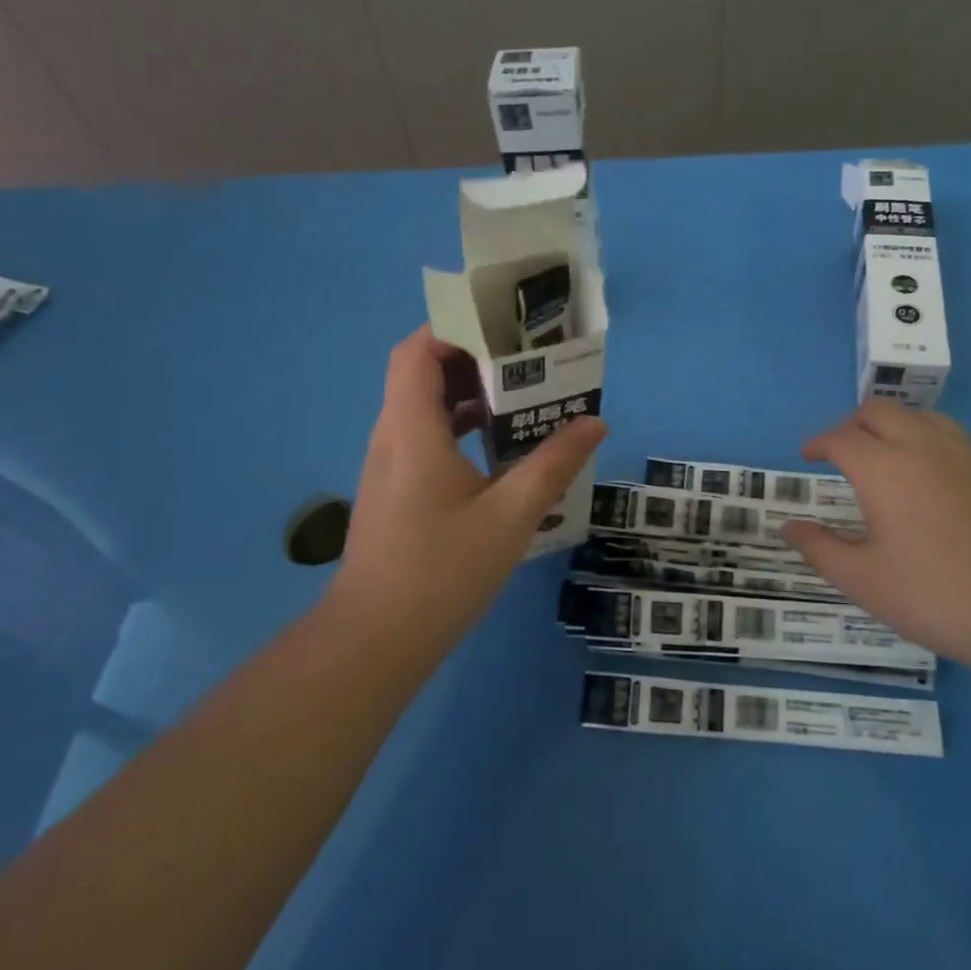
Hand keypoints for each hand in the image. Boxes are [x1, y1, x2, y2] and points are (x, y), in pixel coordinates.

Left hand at [332, 327, 606, 641]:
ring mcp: (391, 465)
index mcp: (412, 430)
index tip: (503, 330)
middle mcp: (393, 436)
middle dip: (473, 358)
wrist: (376, 640)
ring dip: (469, 395)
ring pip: (425, 407)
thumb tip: (595, 422)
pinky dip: (461, 427)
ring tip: (523, 396)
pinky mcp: (396, 490)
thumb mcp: (510, 515)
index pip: (417, 351)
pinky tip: (500, 448)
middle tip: (526, 359)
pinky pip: (427, 437)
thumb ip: (553, 464)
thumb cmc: (441, 571)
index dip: (453, 328)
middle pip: (423, 373)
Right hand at [781, 401, 970, 674]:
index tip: (808, 456)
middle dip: (852, 424)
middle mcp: (926, 447)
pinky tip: (937, 481)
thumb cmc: (941, 599)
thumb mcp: (866, 583)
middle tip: (842, 452)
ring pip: (923, 417)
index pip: (840, 437)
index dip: (818, 442)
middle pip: (880, 412)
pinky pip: (957, 439)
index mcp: (885, 469)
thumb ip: (821, 549)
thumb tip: (789, 527)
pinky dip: (931, 443)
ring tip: (887, 457)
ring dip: (895, 427)